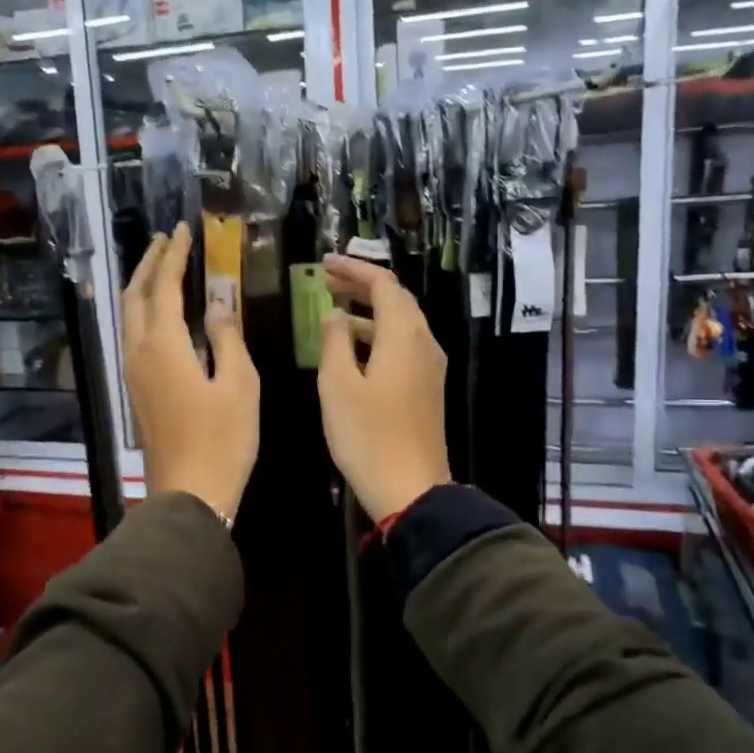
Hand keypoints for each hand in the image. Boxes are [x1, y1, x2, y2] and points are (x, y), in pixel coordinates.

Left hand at [121, 223, 258, 523]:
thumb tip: (219, 303)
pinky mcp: (137, 392)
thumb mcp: (239, 383)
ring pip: (128, 317)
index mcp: (163, 345)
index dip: (173, 255)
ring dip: (142, 287)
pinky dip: (144, 312)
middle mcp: (139, 352)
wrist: (190, 494)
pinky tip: (162, 315)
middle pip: (135, 296)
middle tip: (165, 241)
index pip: (164, 286)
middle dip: (148, 264)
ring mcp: (133, 374)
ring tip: (160, 268)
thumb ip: (227, 337)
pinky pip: (133, 337)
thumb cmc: (223, 439)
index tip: (182, 230)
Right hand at [317, 255, 451, 521]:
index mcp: (403, 336)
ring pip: (401, 323)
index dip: (353, 269)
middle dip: (362, 285)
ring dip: (370, 311)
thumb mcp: (337, 385)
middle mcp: (423, 343)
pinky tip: (355, 348)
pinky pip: (404, 345)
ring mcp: (430, 367)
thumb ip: (335, 341)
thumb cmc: (368, 435)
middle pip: (397, 299)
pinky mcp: (427, 388)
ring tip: (335, 310)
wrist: (411, 489)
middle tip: (327, 281)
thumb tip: (336, 315)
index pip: (383, 284)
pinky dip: (379, 334)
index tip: (324, 264)